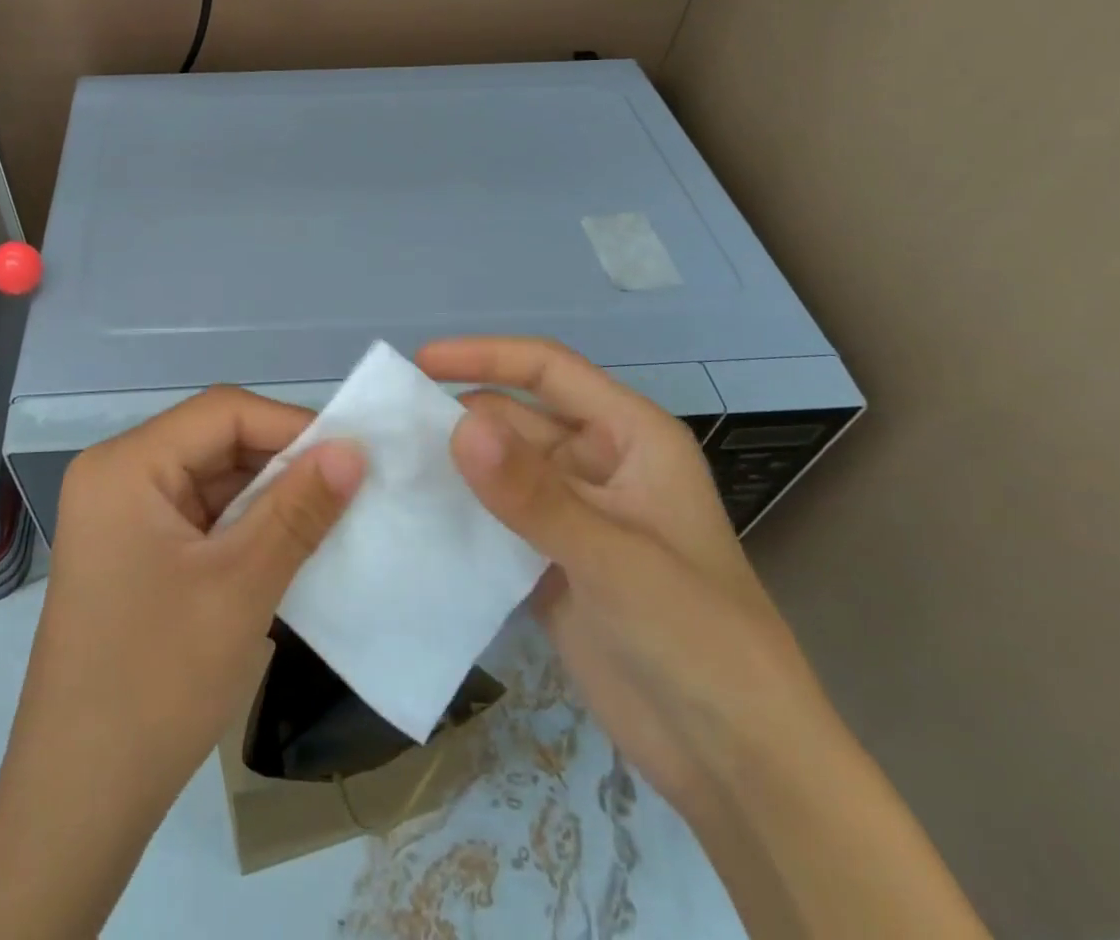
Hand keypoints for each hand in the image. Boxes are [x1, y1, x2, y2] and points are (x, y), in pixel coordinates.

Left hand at [5, 386, 365, 814]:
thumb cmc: (156, 684)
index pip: (222, 412)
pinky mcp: (134, 551)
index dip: (292, 425)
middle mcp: (117, 475)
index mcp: (125, 465)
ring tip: (331, 515)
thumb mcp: (241, 588)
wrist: (78, 802)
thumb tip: (354, 448)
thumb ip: (299, 509)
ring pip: (213, 478)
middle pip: (216, 441)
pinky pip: (201, 515)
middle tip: (352, 486)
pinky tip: (289, 544)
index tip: (354, 454)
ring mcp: (122, 515)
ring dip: (270, 496)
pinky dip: (246, 525)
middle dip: (284, 462)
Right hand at [416, 336, 833, 815]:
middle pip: (515, 418)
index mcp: (630, 437)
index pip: (548, 370)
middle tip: (385, 429)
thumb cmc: (697, 639)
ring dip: (452, 467)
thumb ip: (532, 493)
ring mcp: (571, 514)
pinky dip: (459, 514)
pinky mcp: (549, 561)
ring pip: (499, 470)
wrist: (734, 762)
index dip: (484, 356)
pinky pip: (494, 519)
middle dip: (457, 417)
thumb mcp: (613, 558)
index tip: (419, 362)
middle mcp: (597, 463)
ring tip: (385, 467)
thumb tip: (458, 424)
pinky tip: (411, 518)